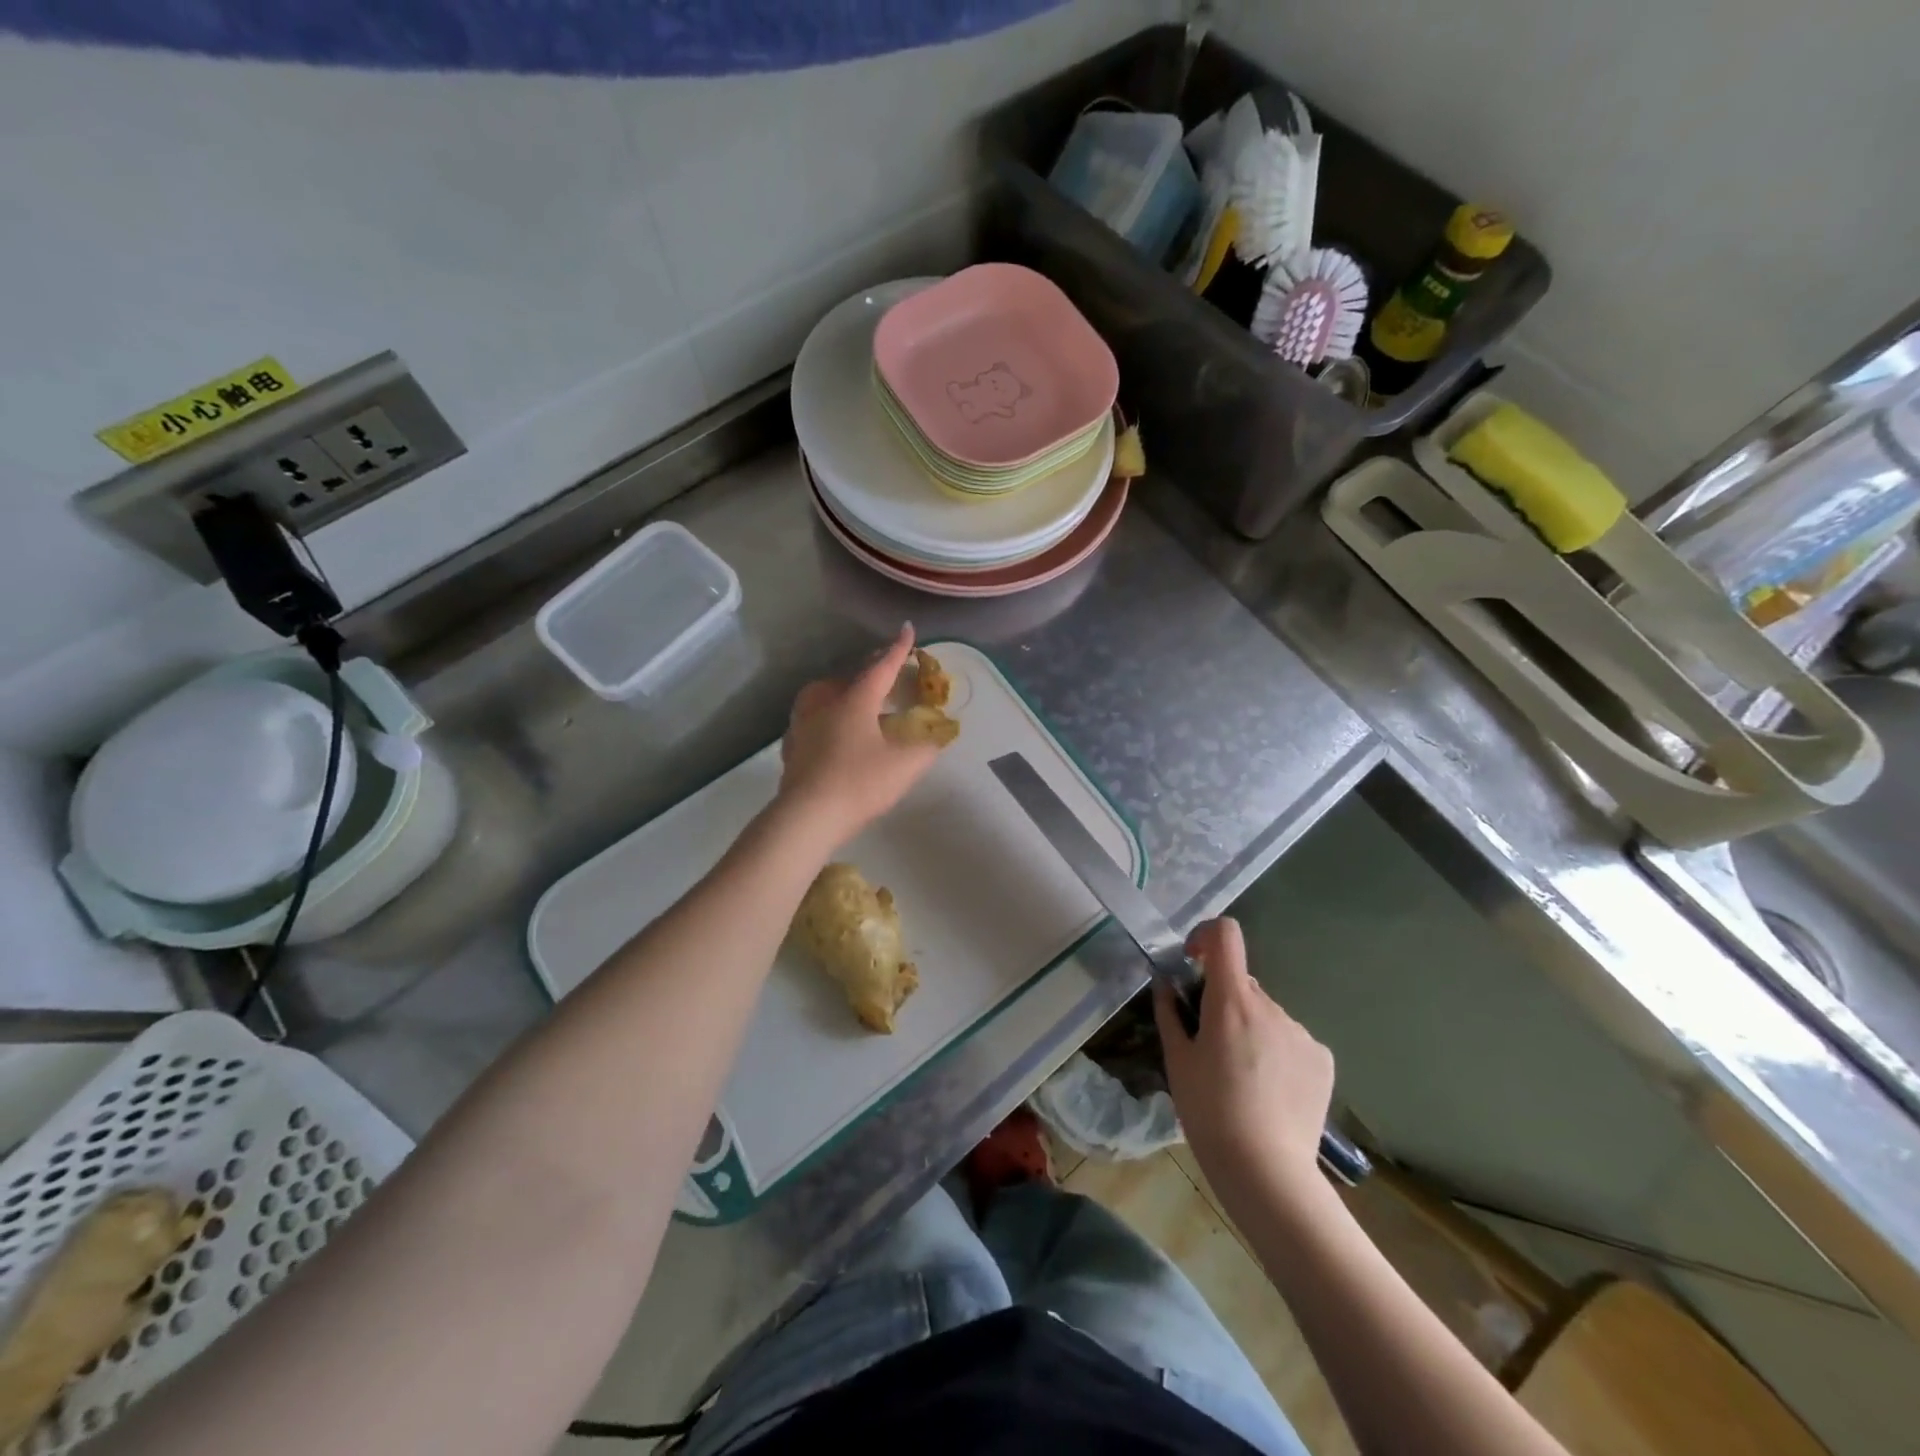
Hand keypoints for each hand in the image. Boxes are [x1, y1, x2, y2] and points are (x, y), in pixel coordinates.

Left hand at [778, 625, 944, 848]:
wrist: (807, 816)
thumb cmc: (860, 783)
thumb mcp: (904, 766)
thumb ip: (926, 748)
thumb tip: (939, 735)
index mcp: (855, 701)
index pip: (881, 667)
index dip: (898, 649)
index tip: (908, 629)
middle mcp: (826, 704)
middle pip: (849, 678)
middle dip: (868, 672)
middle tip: (884, 674)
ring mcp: (803, 724)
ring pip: (821, 695)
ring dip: (840, 690)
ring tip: (853, 699)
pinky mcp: (791, 746)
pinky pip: (810, 719)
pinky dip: (824, 716)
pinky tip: (830, 731)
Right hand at [1155, 917, 1334, 1209]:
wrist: (1266, 1171)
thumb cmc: (1209, 1111)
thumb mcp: (1177, 1060)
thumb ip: (1169, 1012)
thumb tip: (1165, 982)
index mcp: (1232, 1000)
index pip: (1226, 935)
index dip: (1207, 937)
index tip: (1194, 963)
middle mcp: (1271, 1006)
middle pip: (1242, 984)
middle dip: (1224, 1000)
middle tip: (1211, 1043)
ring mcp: (1301, 1032)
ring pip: (1266, 1014)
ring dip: (1251, 1028)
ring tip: (1242, 1077)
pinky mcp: (1323, 1059)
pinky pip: (1291, 1039)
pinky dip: (1277, 1051)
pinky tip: (1270, 1091)